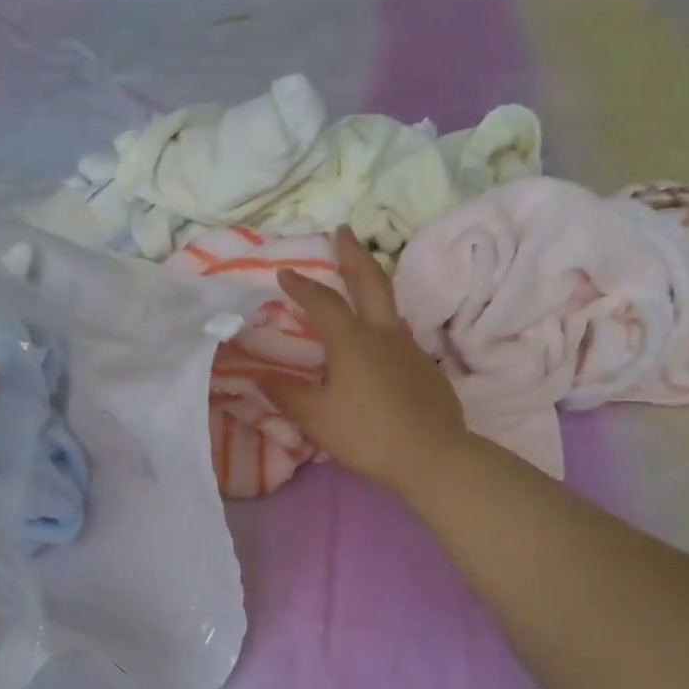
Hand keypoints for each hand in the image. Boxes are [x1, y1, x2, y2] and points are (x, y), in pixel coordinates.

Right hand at [264, 227, 469, 498]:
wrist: (432, 457)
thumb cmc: (366, 434)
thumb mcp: (315, 417)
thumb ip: (285, 392)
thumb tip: (256, 374)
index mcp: (352, 341)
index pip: (322, 302)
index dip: (301, 285)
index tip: (285, 271)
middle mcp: (383, 334)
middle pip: (370, 282)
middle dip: (353, 255)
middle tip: (344, 231)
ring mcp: (409, 349)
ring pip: (389, 307)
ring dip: (372, 286)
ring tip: (358, 284)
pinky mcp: (425, 368)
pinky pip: (399, 336)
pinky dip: (382, 326)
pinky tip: (377, 346)